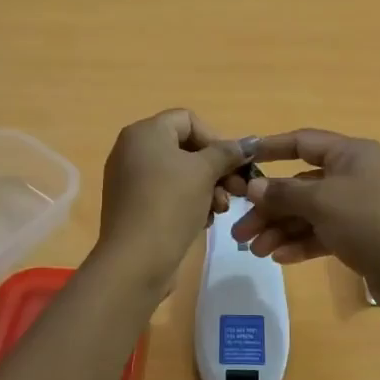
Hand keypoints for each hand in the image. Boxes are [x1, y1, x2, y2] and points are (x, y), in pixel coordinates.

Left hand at [96, 109, 245, 285]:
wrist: (136, 260)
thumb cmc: (170, 204)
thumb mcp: (205, 173)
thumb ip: (227, 152)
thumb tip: (250, 142)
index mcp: (144, 133)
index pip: (188, 120)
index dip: (215, 138)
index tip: (232, 164)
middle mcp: (132, 150)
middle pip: (184, 148)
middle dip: (215, 168)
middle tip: (237, 191)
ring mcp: (129, 179)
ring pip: (178, 173)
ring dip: (206, 188)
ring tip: (219, 211)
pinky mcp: (132, 205)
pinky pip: (166, 193)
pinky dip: (187, 202)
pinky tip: (202, 221)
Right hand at [230, 129, 379, 315]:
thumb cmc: (369, 222)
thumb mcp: (321, 202)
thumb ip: (283, 193)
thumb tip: (253, 187)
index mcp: (351, 154)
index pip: (303, 143)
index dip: (270, 149)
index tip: (240, 161)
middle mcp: (355, 175)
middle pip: (301, 185)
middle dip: (269, 207)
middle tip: (239, 231)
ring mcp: (359, 207)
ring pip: (310, 213)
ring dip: (281, 229)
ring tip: (256, 251)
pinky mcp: (362, 237)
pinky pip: (323, 234)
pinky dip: (301, 243)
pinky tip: (280, 258)